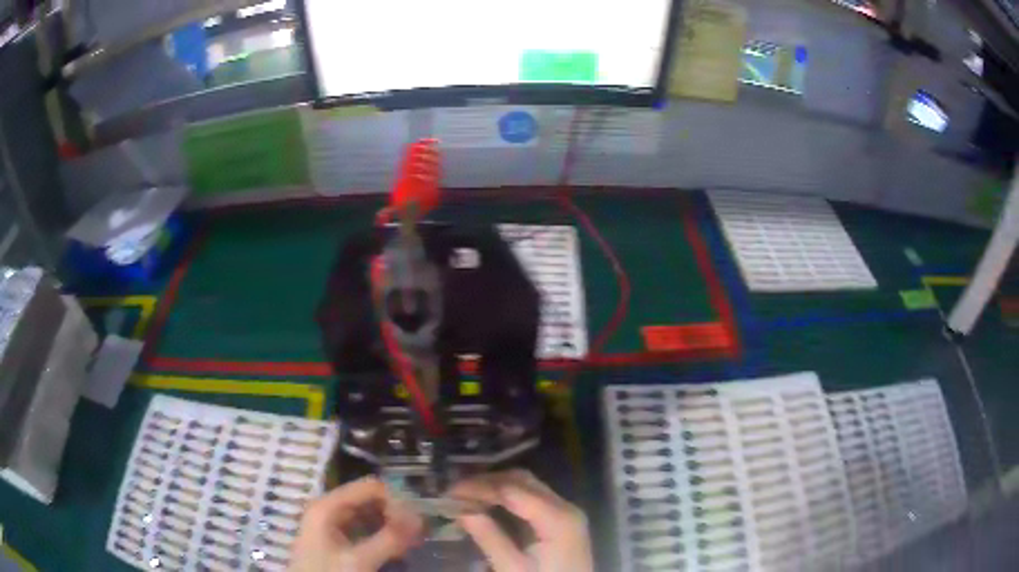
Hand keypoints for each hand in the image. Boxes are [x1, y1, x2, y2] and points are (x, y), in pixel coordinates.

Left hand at [289, 477, 422, 571]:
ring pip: (368, 515)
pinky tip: (396, 548)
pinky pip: (364, 529)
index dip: (396, 500)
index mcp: (327, 505)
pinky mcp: (335, 539)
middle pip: (369, 500)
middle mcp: (328, 508)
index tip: (417, 520)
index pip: (369, 487)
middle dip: (395, 513)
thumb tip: (420, 518)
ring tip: (412, 541)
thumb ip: (389, 539)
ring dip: (391, 525)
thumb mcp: (359, 560)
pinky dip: (382, 535)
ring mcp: (331, 524)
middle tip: (419, 532)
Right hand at [452, 470, 592, 571]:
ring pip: (527, 485)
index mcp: (557, 518)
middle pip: (522, 481)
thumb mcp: (513, 568)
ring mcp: (566, 511)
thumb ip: (489, 537)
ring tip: (466, 496)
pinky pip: (533, 497)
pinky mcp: (562, 520)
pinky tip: (488, 504)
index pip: (512, 489)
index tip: (449, 493)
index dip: (478, 487)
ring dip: (496, 487)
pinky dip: (508, 496)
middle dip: (486, 482)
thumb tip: (461, 509)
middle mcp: (566, 506)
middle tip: (454, 492)